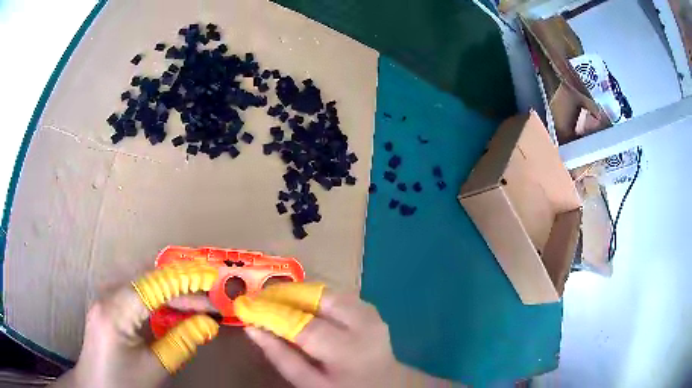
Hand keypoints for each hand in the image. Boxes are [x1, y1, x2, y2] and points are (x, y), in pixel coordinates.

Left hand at [53, 263, 219, 387]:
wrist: (95, 386)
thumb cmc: (123, 381)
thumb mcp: (155, 368)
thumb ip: (181, 342)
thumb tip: (208, 324)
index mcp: (115, 310)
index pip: (154, 285)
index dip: (185, 283)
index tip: (213, 285)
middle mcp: (107, 294)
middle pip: (148, 278)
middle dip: (180, 286)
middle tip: (208, 298)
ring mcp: (104, 296)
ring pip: (142, 282)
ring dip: (169, 290)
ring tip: (194, 303)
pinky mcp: (106, 304)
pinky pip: (135, 292)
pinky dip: (156, 297)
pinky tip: (169, 309)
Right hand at [237, 284, 450, 387]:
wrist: (383, 385)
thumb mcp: (309, 384)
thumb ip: (281, 357)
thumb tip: (252, 328)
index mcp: (348, 351)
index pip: (305, 326)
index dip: (273, 312)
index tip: (247, 305)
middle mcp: (364, 326)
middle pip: (320, 299)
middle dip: (287, 294)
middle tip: (261, 297)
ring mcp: (371, 314)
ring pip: (329, 292)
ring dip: (300, 292)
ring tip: (276, 299)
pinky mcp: (371, 309)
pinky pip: (338, 295)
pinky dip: (316, 296)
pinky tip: (302, 304)